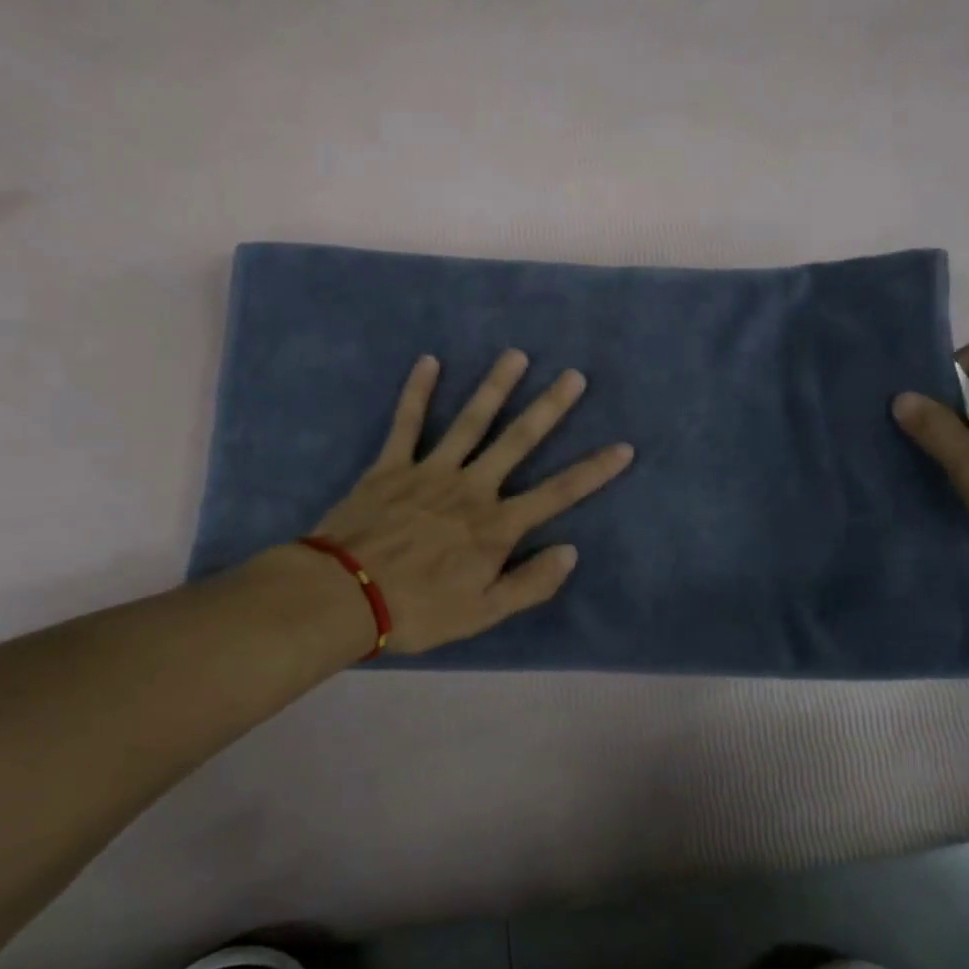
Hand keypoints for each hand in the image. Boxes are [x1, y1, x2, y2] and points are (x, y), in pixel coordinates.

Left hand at [311, 351, 634, 654]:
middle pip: (518, 441)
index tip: (624, 447)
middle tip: (574, 376)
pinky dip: (417, 391)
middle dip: (549, 408)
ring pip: (471, 422)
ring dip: (495, 387)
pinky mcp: (391, 465)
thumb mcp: (483, 613)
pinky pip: (407, 422)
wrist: (344, 597)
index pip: (557, 493)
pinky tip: (428, 361)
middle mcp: (471, 488)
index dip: (593, 471)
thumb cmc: (418, 610)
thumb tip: (570, 551)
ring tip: (516, 356)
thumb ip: (530, 583)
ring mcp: (430, 471)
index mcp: (496, 525)